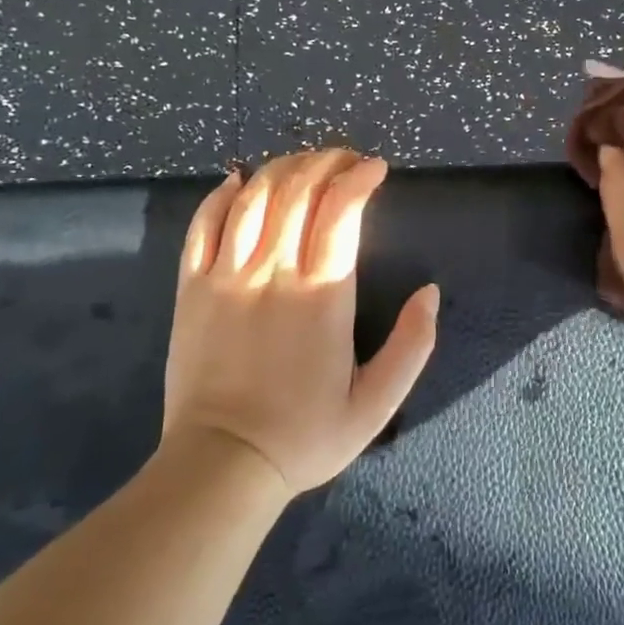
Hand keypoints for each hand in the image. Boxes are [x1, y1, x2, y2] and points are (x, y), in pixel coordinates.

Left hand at [161, 150, 438, 494]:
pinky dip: (222, 195)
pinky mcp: (192, 288)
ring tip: (303, 163)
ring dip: (281, 168)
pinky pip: (203, 225)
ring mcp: (226, 276)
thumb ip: (413, 346)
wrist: (221, 465)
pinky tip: (237, 181)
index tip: (377, 168)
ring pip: (252, 197)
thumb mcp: (376, 404)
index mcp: (322, 295)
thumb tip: (431, 292)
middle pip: (297, 190)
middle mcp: (273, 272)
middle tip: (345, 159)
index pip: (340, 210)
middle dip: (326, 162)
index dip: (359, 177)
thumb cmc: (305, 434)